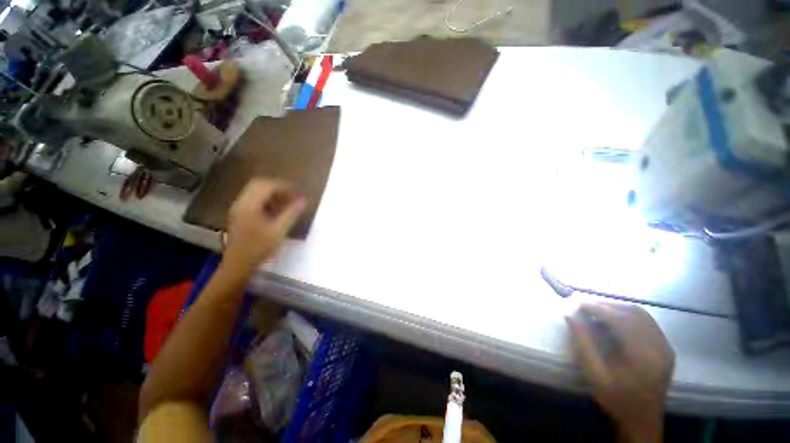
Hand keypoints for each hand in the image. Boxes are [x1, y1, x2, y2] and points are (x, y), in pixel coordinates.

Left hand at [223, 178, 305, 272]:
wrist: (237, 265)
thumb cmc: (259, 249)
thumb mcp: (279, 231)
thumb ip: (291, 214)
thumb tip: (303, 200)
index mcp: (249, 205)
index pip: (267, 185)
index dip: (284, 186)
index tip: (298, 192)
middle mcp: (241, 203)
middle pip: (258, 184)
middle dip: (277, 186)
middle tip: (292, 194)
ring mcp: (238, 208)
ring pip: (254, 190)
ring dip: (271, 192)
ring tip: (286, 201)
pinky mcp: (239, 214)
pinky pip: (252, 198)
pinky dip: (265, 199)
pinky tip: (275, 209)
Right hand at [567, 302, 674, 442]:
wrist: (643, 420)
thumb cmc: (616, 399)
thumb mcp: (595, 374)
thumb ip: (583, 343)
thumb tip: (569, 315)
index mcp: (643, 356)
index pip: (620, 320)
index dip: (597, 308)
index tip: (576, 302)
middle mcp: (659, 346)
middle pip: (632, 312)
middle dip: (606, 304)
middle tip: (584, 304)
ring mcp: (665, 346)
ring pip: (641, 314)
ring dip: (616, 307)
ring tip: (596, 308)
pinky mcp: (665, 347)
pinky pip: (646, 321)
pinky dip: (627, 314)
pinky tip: (613, 318)